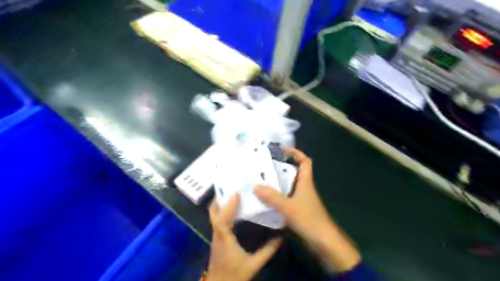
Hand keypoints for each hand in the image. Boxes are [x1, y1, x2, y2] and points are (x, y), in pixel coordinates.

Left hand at [207, 193, 282, 280]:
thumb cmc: (234, 276)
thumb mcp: (253, 265)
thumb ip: (267, 251)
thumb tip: (281, 237)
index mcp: (225, 240)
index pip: (222, 220)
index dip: (228, 206)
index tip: (236, 193)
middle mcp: (217, 235)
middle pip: (213, 214)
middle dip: (220, 199)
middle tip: (230, 186)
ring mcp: (215, 236)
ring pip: (214, 216)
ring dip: (221, 203)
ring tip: (232, 193)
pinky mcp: (217, 238)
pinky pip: (217, 220)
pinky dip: (222, 210)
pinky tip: (232, 208)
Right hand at [255, 148, 358, 273]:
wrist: (324, 242)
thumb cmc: (309, 220)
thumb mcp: (289, 207)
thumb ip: (272, 197)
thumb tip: (256, 186)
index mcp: (306, 182)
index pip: (305, 161)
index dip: (295, 153)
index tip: (282, 150)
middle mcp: (304, 188)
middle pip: (295, 172)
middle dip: (281, 167)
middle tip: (265, 166)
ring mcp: (302, 199)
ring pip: (290, 185)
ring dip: (278, 182)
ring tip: (262, 180)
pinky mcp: (299, 209)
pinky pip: (287, 197)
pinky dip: (278, 196)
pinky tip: (267, 199)